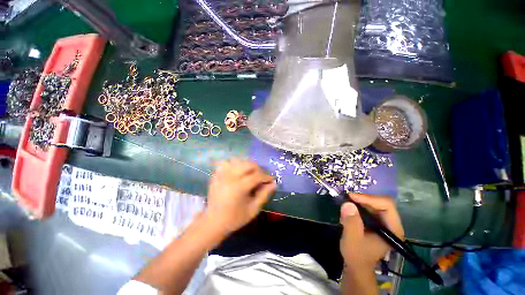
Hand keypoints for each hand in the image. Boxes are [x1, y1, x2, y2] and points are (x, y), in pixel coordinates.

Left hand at [203, 158, 275, 236]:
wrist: (213, 222)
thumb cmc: (235, 218)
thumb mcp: (253, 209)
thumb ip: (264, 194)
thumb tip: (274, 183)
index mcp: (239, 187)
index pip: (257, 175)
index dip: (267, 176)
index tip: (271, 179)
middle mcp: (230, 177)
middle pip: (248, 164)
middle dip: (258, 169)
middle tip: (261, 177)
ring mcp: (221, 174)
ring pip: (237, 160)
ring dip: (246, 165)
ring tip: (249, 173)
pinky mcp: (216, 175)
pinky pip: (226, 162)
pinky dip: (233, 164)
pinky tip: (236, 171)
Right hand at [340, 193, 403, 268]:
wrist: (356, 265)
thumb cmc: (356, 255)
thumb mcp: (352, 239)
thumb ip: (351, 222)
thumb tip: (347, 203)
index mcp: (393, 230)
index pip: (387, 206)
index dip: (370, 199)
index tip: (352, 197)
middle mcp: (391, 224)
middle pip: (381, 203)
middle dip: (363, 199)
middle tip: (347, 199)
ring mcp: (384, 223)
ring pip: (373, 204)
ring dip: (359, 202)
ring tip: (346, 205)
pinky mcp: (376, 223)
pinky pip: (368, 208)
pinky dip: (357, 206)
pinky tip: (348, 211)